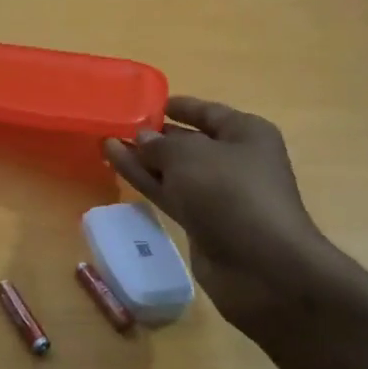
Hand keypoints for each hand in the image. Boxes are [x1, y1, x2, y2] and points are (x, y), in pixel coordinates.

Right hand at [103, 97, 340, 330]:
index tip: (145, 102)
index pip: (208, 112)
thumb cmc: (231, 193)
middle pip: (190, 141)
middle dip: (155, 135)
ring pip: (174, 170)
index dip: (178, 106)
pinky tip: (117, 165)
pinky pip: (170, 193)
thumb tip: (143, 138)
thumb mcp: (189, 156)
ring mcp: (219, 194)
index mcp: (246, 134)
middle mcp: (235, 160)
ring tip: (106, 143)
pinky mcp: (203, 222)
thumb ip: (160, 144)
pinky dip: (145, 180)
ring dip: (143, 158)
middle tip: (116, 125)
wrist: (261, 266)